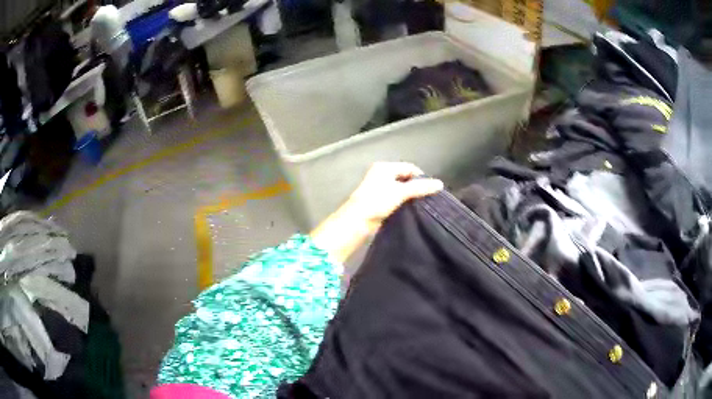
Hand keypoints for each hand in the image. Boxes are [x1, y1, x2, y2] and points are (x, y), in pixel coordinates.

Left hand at [311, 162, 442, 262]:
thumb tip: (440, 184)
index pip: (409, 168)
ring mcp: (379, 188)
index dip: (421, 177)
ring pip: (401, 189)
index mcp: (384, 167)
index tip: (432, 189)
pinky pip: (396, 199)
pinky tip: (412, 210)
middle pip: (405, 178)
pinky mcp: (379, 202)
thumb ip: (420, 187)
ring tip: (423, 205)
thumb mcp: (401, 192)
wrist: (357, 221)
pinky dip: (404, 203)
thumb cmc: (377, 201)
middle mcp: (381, 175)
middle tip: (429, 197)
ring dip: (410, 196)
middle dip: (417, 187)